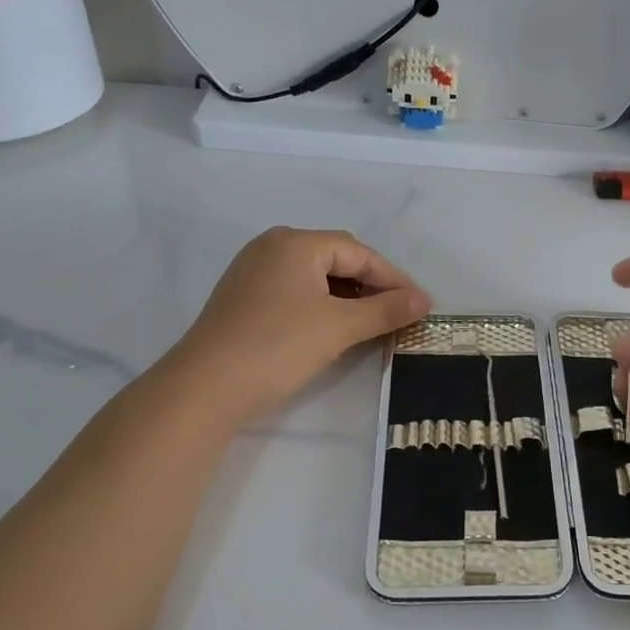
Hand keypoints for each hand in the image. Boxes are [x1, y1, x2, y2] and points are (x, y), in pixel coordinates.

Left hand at [153, 227, 430, 427]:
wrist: (206, 386)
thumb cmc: (279, 345)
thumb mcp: (340, 327)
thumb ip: (386, 310)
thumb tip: (423, 300)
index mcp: (296, 242)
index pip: (359, 253)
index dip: (394, 278)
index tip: (420, 305)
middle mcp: (273, 246)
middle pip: (337, 259)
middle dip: (371, 285)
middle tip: (398, 314)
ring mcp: (253, 271)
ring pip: (315, 277)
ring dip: (347, 297)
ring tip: (371, 323)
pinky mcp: (243, 297)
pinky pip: (295, 291)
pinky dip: (321, 305)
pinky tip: (333, 328)